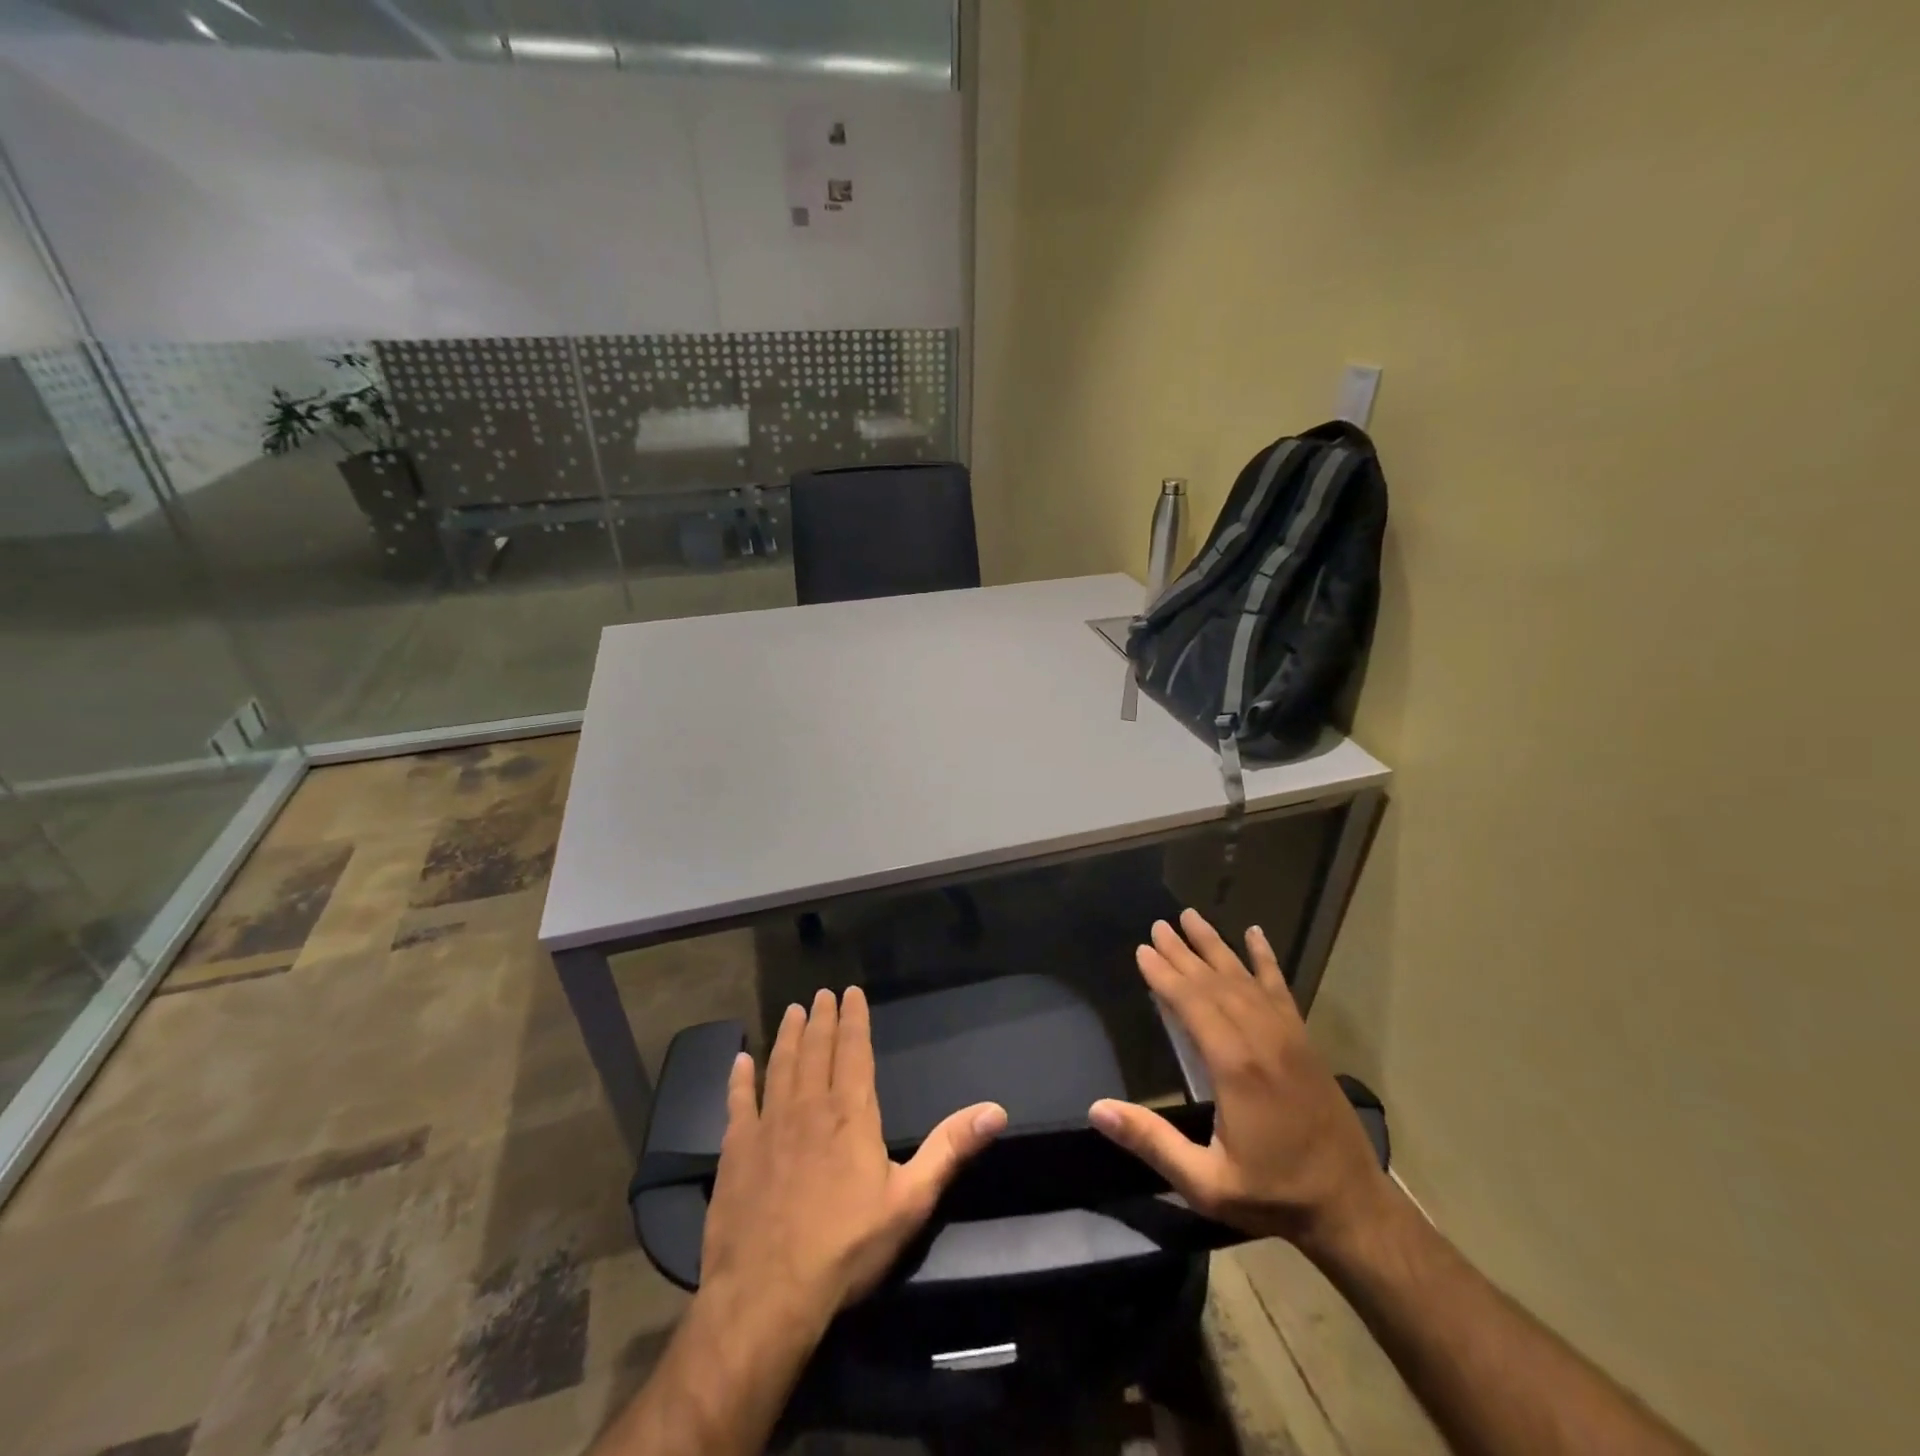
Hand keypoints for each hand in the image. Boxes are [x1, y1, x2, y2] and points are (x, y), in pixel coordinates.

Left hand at [700, 986, 1007, 1327]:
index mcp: (850, 1113)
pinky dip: (738, 1080)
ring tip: (792, 1012)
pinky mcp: (735, 1152)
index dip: (853, 1019)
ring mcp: (767, 1126)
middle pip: (816, 1050)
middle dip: (821, 1019)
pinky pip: (737, 1104)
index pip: (854, 1051)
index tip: (850, 992)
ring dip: (787, 1037)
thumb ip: (950, 1149)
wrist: (768, 1295)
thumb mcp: (911, 1200)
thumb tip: (996, 1110)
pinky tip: (739, 1062)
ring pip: (779, 1067)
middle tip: (820, 994)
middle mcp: (808, 1107)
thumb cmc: (847, 1247)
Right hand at [1089, 909, 1390, 1255]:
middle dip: (1183, 952)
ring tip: (1191, 916)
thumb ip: (1152, 1142)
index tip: (1143, 949)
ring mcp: (1287, 1035)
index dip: (1165, 975)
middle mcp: (1261, 1038)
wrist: (1351, 1207)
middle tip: (1158, 925)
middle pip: (1214, 982)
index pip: (1192, 1004)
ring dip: (1215, 946)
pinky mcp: (1304, 1040)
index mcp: (1235, 1066)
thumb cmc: (1273, 1193)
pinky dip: (1265, 959)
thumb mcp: (1206, 1182)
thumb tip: (1097, 1109)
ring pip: (1243, 977)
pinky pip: (1280, 988)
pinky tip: (1255, 935)